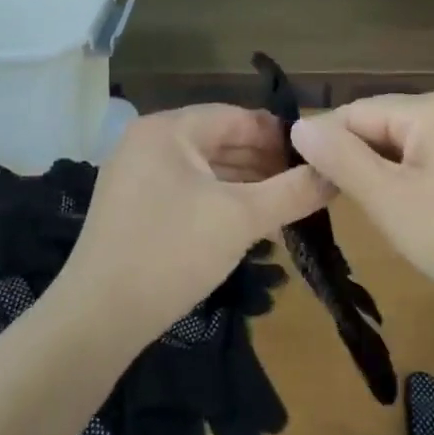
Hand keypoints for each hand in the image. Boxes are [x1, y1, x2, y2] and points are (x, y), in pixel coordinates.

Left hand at [55, 105, 330, 343]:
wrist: (97, 318)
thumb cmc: (173, 253)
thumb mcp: (241, 219)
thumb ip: (293, 192)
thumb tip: (336, 174)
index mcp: (167, 130)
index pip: (235, 116)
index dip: (278, 134)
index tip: (315, 156)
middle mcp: (147, 142)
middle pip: (218, 140)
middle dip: (263, 161)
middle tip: (304, 184)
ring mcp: (134, 175)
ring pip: (202, 168)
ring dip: (243, 183)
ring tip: (283, 205)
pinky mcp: (131, 206)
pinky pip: (184, 189)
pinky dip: (217, 199)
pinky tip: (245, 221)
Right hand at [291, 91, 433, 310]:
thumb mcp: (388, 198)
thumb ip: (340, 157)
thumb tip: (299, 125)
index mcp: (432, 107)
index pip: (357, 111)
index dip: (326, 143)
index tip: (301, 179)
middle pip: (380, 124)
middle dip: (352, 157)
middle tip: (327, 199)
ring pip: (400, 143)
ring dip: (376, 171)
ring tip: (360, 206)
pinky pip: (424, 158)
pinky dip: (403, 178)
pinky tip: (398, 207)